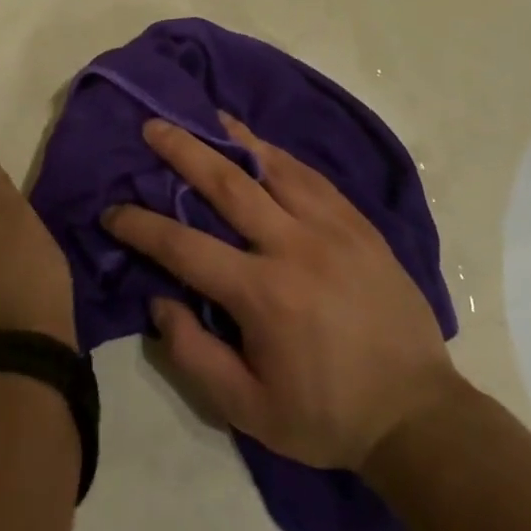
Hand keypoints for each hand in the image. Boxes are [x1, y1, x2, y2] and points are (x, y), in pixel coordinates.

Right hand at [106, 114, 460, 471]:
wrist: (418, 415)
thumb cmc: (324, 415)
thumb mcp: (247, 409)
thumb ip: (193, 354)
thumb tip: (159, 300)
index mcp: (262, 293)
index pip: (183, 245)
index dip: (140, 224)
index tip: (112, 211)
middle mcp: (293, 247)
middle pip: (226, 184)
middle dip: (182, 151)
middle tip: (153, 126)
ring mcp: (332, 229)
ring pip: (273, 167)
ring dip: (232, 138)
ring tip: (205, 115)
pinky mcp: (360, 226)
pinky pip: (312, 177)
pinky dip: (278, 155)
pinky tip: (259, 144)